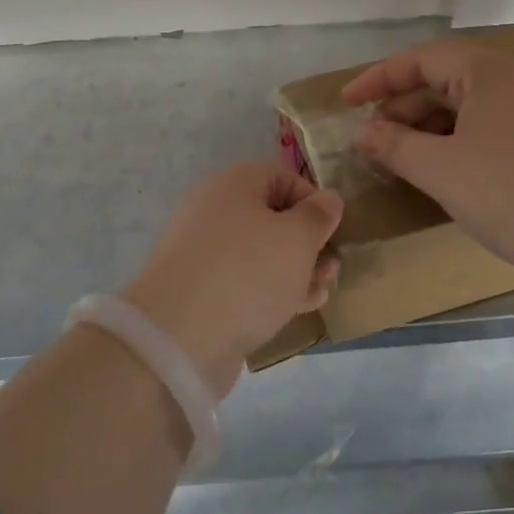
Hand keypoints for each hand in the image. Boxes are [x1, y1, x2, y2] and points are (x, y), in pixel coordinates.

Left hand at [122, 162, 342, 397]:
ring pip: (259, 252)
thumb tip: (328, 198)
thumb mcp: (297, 239)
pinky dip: (269, 290)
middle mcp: (214, 209)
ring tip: (319, 294)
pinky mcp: (198, 288)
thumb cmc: (247, 272)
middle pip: (272, 218)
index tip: (335, 232)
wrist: (178, 335)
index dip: (314, 202)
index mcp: (234, 183)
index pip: (283, 178)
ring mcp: (202, 250)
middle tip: (331, 270)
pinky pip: (242, 279)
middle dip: (307, 243)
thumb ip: (318, 216)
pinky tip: (294, 309)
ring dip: (294, 270)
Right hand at [342, 40, 513, 277]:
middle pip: (446, 80)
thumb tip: (364, 133)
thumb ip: (394, 145)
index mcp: (490, 72)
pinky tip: (444, 169)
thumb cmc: (510, 192)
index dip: (378, 78)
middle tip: (374, 139)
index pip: (422, 59)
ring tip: (402, 157)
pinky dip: (458, 140)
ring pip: (469, 106)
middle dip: (404, 107)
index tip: (346, 102)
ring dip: (429, 127)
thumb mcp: (440, 169)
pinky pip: (490, 126)